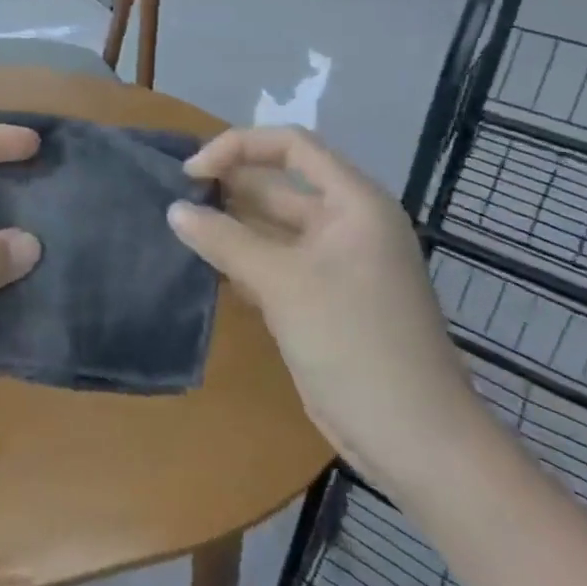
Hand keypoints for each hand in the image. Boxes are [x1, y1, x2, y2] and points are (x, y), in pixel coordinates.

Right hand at [167, 128, 490, 497]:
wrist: (413, 439)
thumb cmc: (354, 342)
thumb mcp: (283, 282)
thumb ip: (224, 239)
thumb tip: (174, 210)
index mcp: (353, 202)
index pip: (291, 146)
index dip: (238, 147)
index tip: (192, 172)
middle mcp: (345, 224)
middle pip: (278, 184)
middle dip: (227, 185)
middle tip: (174, 197)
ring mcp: (334, 264)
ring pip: (271, 226)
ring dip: (229, 224)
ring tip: (178, 226)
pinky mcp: (320, 299)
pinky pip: (273, 262)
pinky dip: (240, 259)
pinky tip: (203, 265)